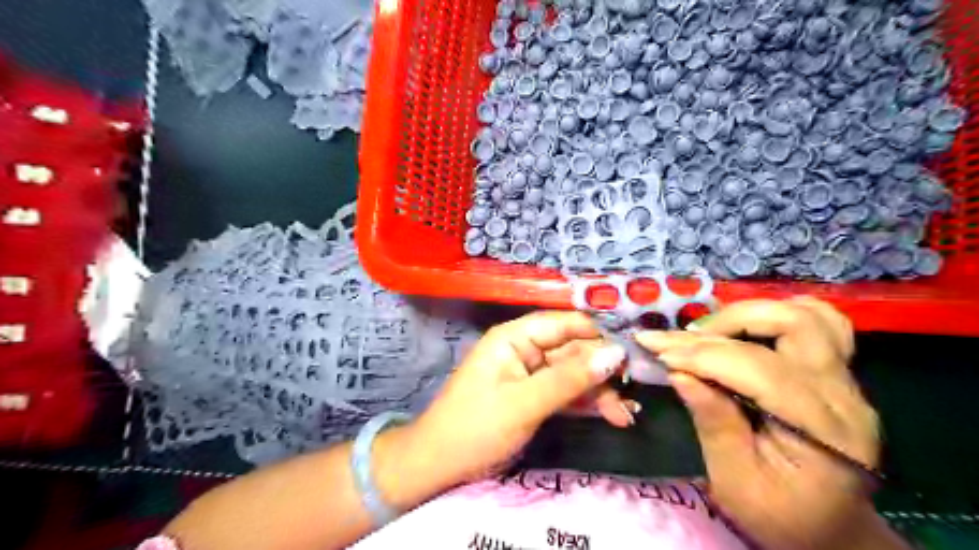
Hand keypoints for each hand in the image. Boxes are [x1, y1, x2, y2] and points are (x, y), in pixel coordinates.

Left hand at [382, 312, 625, 495]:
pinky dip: (585, 404)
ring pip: (573, 373)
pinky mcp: (532, 396)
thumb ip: (570, 378)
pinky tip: (611, 416)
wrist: (438, 466)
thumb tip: (616, 353)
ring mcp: (529, 373)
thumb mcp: (525, 403)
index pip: (564, 323)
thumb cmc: (477, 428)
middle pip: (573, 350)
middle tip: (634, 393)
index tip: (633, 351)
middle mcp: (524, 349)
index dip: (598, 334)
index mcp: (515, 337)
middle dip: (602, 371)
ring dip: (599, 392)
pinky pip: (565, 392)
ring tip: (625, 415)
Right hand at [639, 300, 896, 548]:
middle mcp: (844, 396)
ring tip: (707, 333)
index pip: (759, 369)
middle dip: (725, 323)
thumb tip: (679, 373)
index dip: (702, 355)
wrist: (832, 532)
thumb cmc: (781, 518)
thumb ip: (713, 423)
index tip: (657, 352)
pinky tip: (744, 328)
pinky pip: (819, 323)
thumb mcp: (736, 483)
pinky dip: (775, 315)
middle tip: (681, 341)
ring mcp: (847, 381)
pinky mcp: (838, 374)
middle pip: (792, 325)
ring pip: (808, 314)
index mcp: (823, 431)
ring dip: (749, 313)